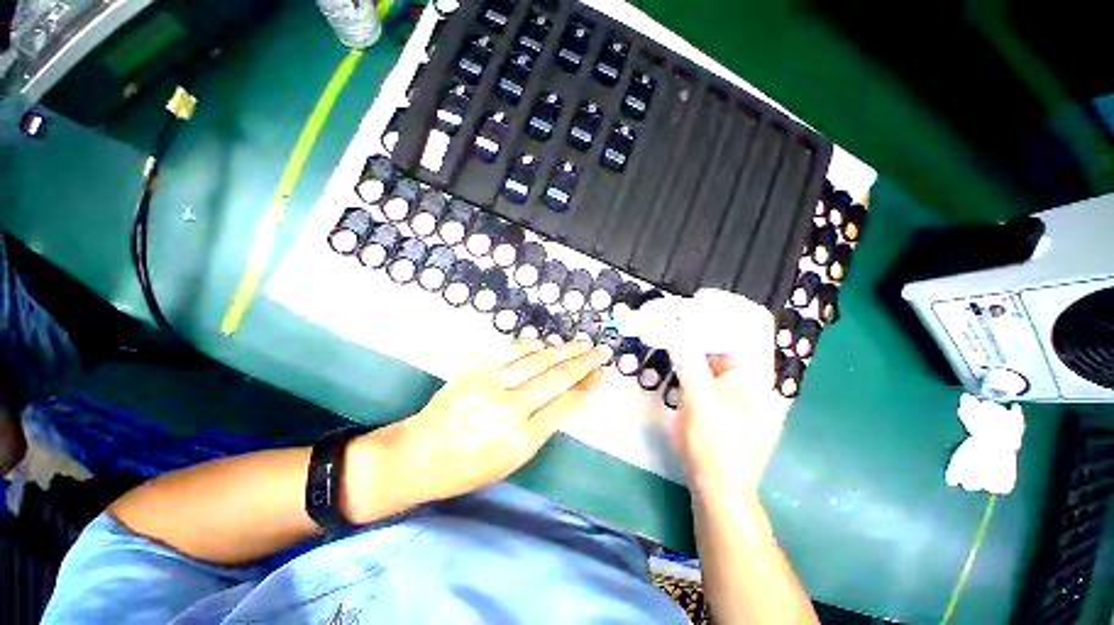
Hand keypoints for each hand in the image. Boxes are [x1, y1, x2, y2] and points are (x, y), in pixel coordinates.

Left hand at [345, 340, 608, 520]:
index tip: (601, 376)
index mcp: (520, 438)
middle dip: (583, 362)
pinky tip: (545, 343)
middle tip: (601, 351)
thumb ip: (542, 427)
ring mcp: (489, 384)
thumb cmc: (467, 469)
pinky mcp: (474, 371)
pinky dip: (531, 344)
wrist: (417, 456)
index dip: (587, 387)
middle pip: (555, 377)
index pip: (565, 405)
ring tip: (581, 344)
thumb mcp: (511, 460)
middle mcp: (508, 408)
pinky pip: (509, 350)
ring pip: (536, 360)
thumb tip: (569, 399)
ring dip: (562, 350)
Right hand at [668, 302, 790, 500]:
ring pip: (714, 342)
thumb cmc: (718, 450)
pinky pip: (702, 357)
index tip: (699, 299)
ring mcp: (730, 378)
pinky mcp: (714, 386)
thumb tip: (675, 331)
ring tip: (667, 323)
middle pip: (731, 328)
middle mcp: (748, 370)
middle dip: (704, 316)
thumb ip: (691, 367)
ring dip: (692, 330)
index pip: (754, 323)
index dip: (730, 305)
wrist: (717, 485)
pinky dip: (686, 347)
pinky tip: (669, 344)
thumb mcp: (703, 408)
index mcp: (757, 373)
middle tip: (673, 312)